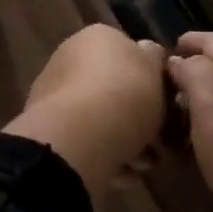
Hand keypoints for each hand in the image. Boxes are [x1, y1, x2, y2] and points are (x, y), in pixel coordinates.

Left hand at [5, 25, 167, 196]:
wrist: (80, 134)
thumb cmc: (126, 94)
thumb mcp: (155, 68)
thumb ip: (153, 59)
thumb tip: (147, 53)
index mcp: (97, 36)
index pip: (128, 52)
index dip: (150, 80)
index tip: (165, 106)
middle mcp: (70, 58)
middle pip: (113, 88)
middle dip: (136, 116)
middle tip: (158, 142)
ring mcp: (54, 93)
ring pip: (100, 118)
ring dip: (124, 140)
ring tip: (143, 165)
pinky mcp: (47, 128)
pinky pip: (85, 141)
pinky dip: (104, 156)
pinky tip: (123, 175)